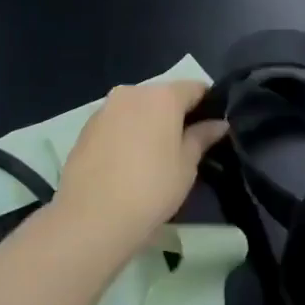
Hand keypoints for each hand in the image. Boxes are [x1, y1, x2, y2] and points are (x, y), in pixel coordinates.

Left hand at [57, 80, 227, 250]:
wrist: (92, 217)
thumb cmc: (151, 188)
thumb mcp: (186, 165)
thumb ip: (202, 137)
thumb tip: (218, 123)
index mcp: (162, 96)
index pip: (195, 88)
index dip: (209, 104)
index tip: (214, 125)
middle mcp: (131, 92)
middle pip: (162, 96)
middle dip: (176, 114)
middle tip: (187, 144)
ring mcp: (104, 109)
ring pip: (137, 109)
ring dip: (149, 124)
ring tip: (156, 156)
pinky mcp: (85, 129)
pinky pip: (116, 123)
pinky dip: (127, 134)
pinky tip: (129, 163)